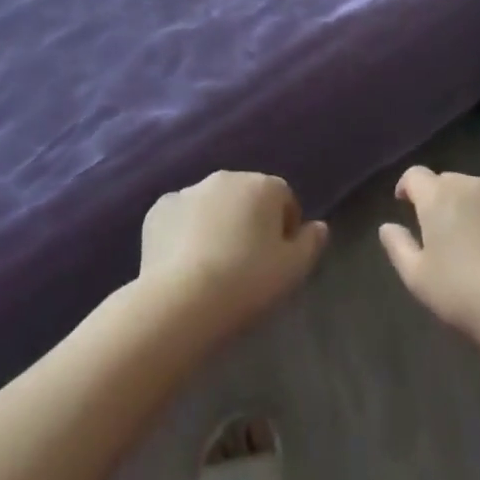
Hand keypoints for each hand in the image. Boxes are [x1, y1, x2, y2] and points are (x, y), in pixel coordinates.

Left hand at [140, 172, 328, 343]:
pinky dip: (184, 232)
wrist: (181, 301)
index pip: (283, 199)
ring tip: (212, 267)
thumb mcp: (293, 271)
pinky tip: (183, 264)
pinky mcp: (159, 210)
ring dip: (216, 224)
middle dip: (248, 221)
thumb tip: (320, 226)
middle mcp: (226, 177)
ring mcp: (188, 191)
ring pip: (211, 205)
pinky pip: (180, 217)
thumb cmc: (246, 283)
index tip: (278, 260)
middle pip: (246, 197)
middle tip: (245, 264)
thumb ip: (311, 243)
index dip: (284, 228)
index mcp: (263, 185)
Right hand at [379, 167, 479, 346]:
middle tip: (444, 230)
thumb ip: (398, 246)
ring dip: (474, 204)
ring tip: (479, 236)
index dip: (408, 187)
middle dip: (442, 199)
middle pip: (449, 182)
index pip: (415, 176)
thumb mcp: (418, 279)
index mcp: (438, 197)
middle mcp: (470, 184)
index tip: (405, 203)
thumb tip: (387, 226)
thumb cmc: (464, 295)